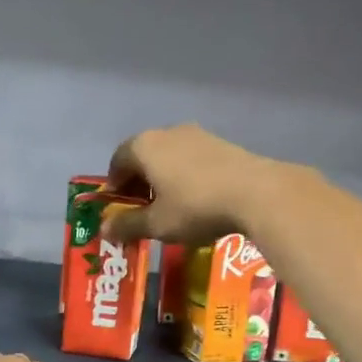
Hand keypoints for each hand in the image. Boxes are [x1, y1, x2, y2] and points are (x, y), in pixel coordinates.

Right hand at [103, 123, 285, 244]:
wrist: (257, 194)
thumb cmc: (195, 207)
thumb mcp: (157, 224)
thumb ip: (127, 224)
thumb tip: (104, 229)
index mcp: (145, 146)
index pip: (117, 161)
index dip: (114, 187)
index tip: (118, 209)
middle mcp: (168, 132)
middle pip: (143, 156)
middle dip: (138, 183)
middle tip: (142, 210)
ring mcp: (198, 135)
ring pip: (169, 157)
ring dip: (163, 179)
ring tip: (170, 207)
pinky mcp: (222, 144)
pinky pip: (192, 159)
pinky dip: (185, 176)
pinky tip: (197, 199)